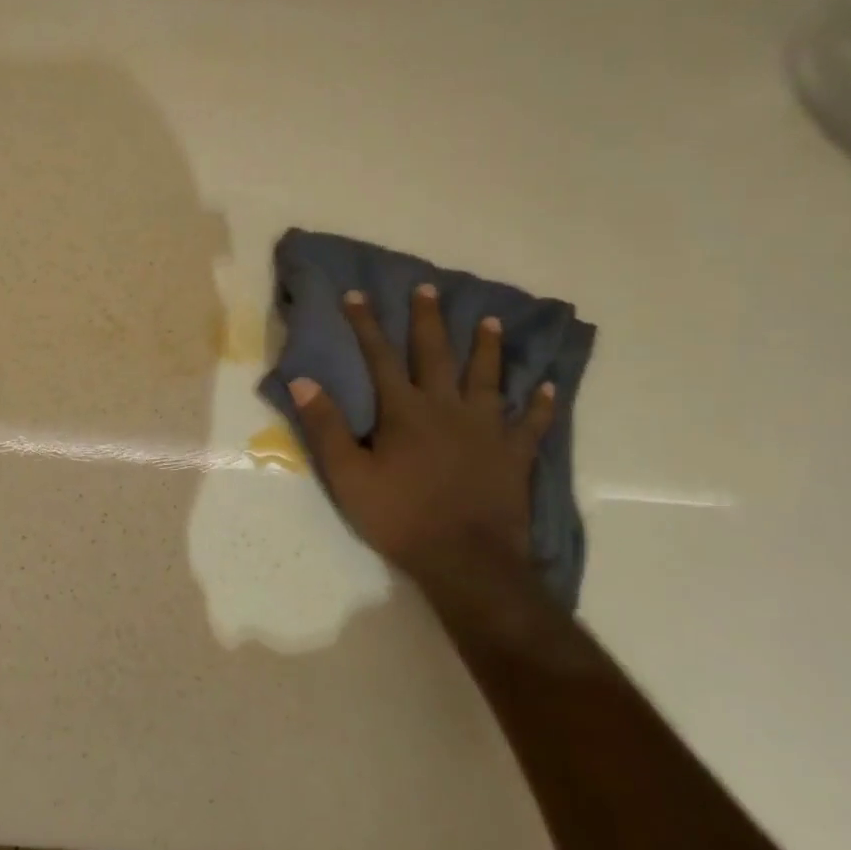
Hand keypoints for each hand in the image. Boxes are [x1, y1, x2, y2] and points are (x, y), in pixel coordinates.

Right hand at [288, 284, 554, 590]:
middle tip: (428, 288)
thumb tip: (303, 381)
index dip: (367, 324)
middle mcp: (447, 408)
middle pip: (436, 355)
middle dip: (428, 320)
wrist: (466, 561)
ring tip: (489, 320)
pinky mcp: (514, 454)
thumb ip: (325, 426)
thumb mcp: (348, 476)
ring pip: (487, 378)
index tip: (357, 294)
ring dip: (487, 347)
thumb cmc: (401, 517)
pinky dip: (541, 404)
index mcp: (405, 411)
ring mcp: (486, 429)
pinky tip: (547, 385)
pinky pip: (532, 423)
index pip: (380, 356)